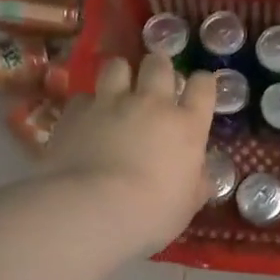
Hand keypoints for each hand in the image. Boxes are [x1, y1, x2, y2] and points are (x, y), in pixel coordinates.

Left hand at [42, 54, 215, 254]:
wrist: (92, 209)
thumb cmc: (151, 214)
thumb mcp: (186, 205)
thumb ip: (195, 183)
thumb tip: (200, 176)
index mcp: (186, 126)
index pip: (203, 87)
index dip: (202, 83)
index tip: (198, 89)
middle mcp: (151, 104)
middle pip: (158, 65)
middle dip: (157, 68)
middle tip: (153, 82)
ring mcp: (110, 103)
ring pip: (117, 66)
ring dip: (120, 74)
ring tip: (116, 89)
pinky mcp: (75, 111)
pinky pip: (83, 96)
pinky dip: (86, 106)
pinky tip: (84, 121)